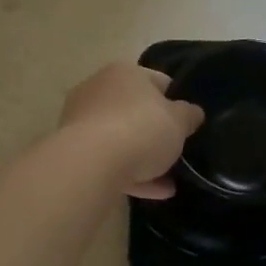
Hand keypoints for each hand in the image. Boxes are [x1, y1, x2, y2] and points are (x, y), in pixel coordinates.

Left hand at [59, 64, 203, 198]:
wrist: (91, 163)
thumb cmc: (142, 130)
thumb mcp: (179, 122)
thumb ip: (189, 115)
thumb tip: (192, 112)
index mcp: (125, 72)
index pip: (159, 81)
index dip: (176, 102)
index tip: (187, 124)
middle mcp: (99, 89)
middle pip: (136, 111)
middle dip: (156, 133)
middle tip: (175, 153)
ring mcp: (81, 119)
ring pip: (121, 138)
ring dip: (144, 159)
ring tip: (167, 183)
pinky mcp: (73, 149)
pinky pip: (108, 159)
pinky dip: (129, 173)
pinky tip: (152, 192)